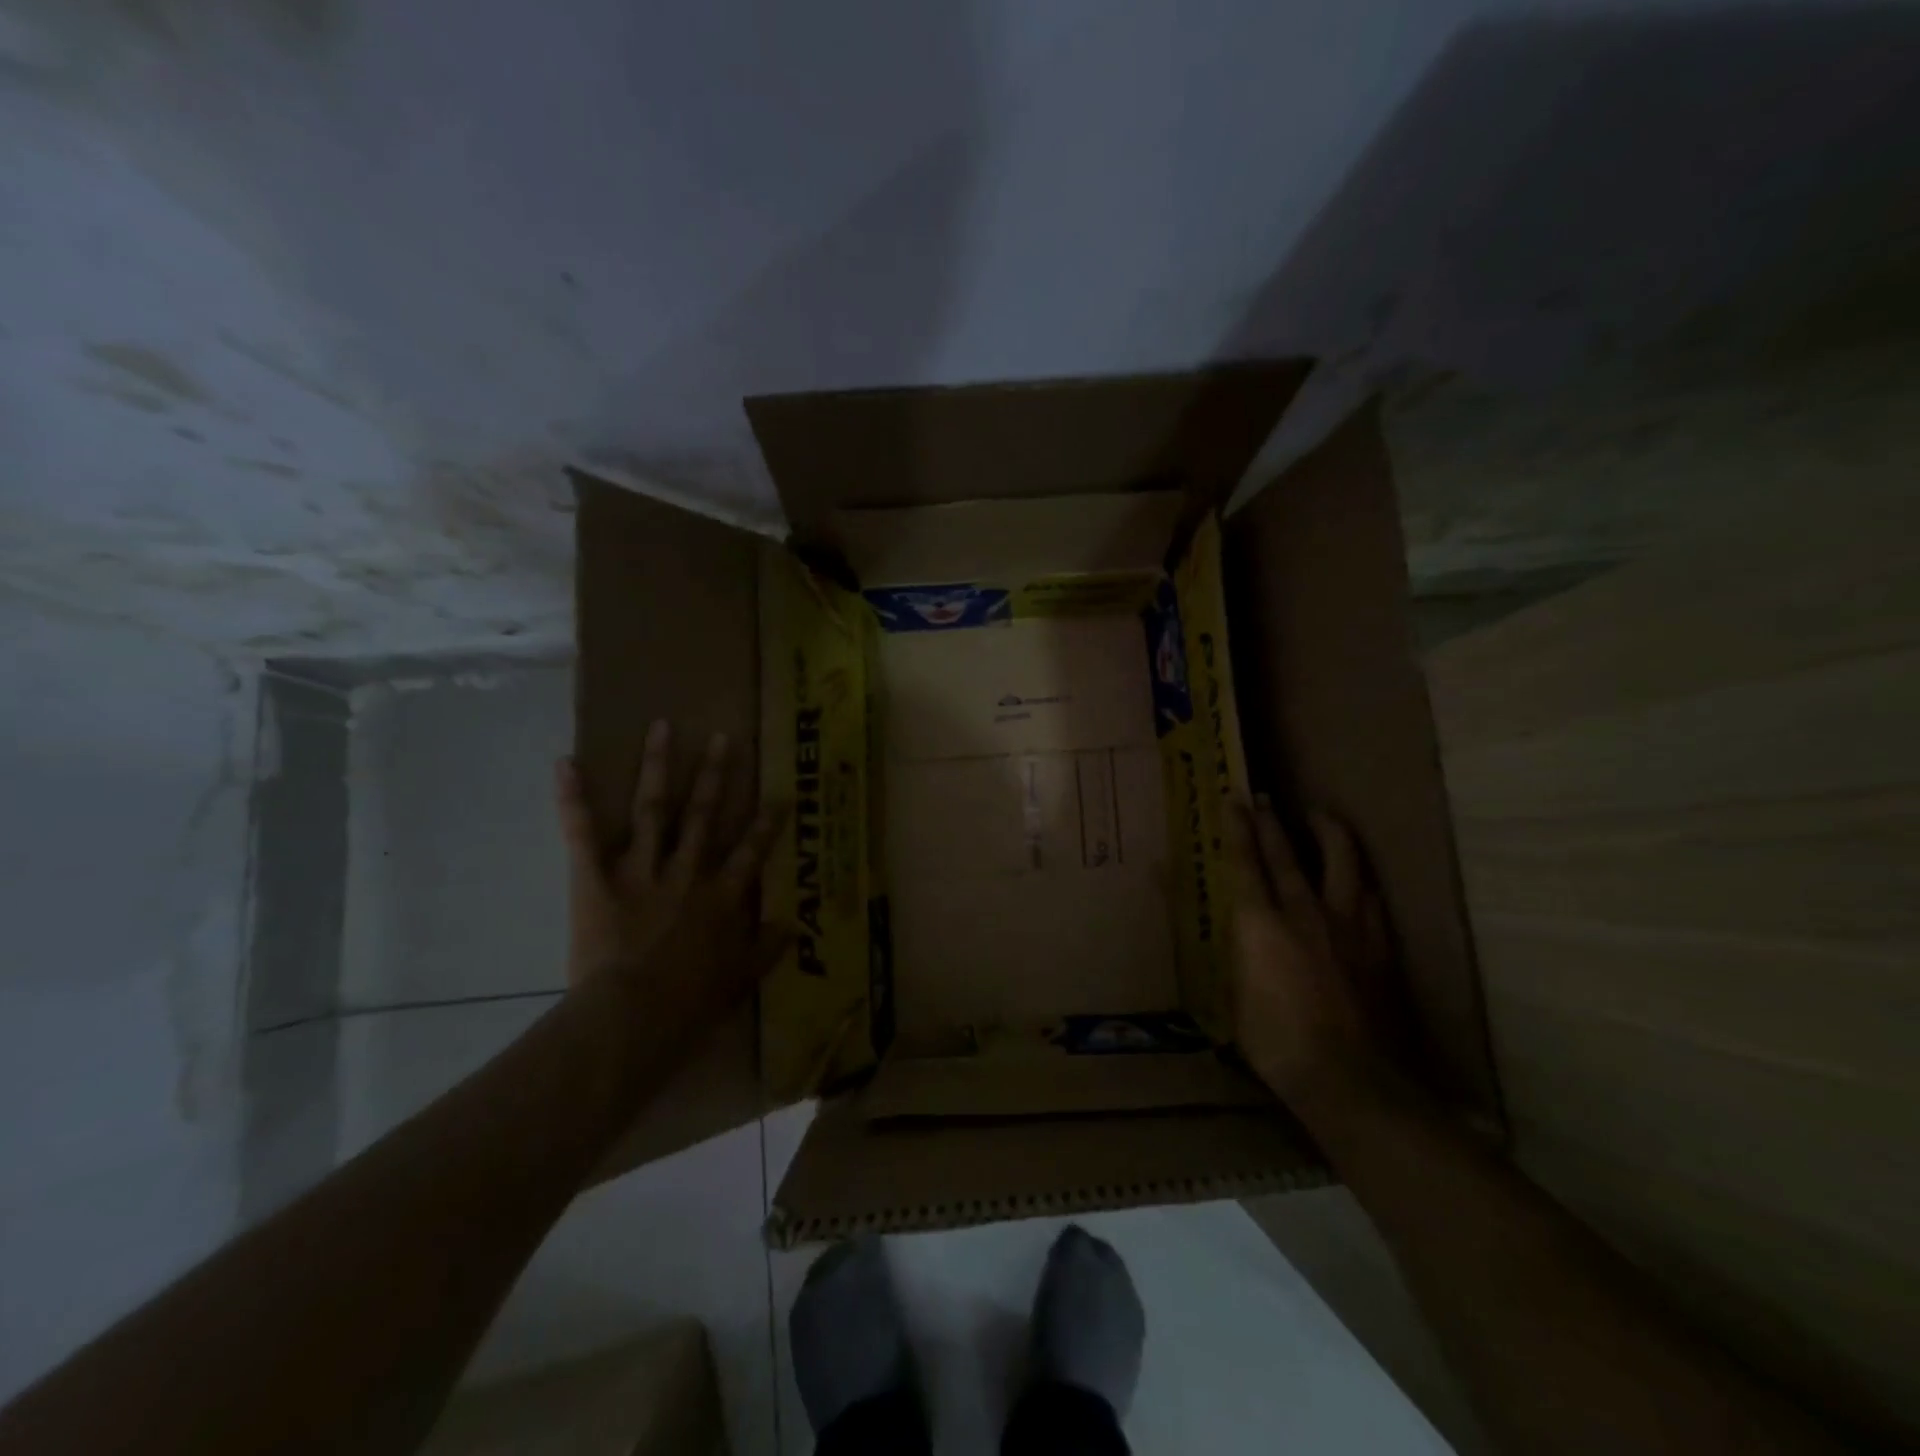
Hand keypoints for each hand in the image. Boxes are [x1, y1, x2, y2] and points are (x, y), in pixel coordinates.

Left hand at [555, 720, 787, 1041]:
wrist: (633, 1016)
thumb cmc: (688, 1003)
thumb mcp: (739, 980)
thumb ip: (766, 949)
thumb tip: (793, 925)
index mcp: (721, 897)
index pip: (749, 851)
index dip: (766, 823)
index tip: (780, 795)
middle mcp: (687, 872)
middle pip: (703, 815)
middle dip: (714, 775)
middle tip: (722, 738)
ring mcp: (641, 870)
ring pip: (654, 809)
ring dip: (658, 766)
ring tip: (661, 727)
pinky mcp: (596, 878)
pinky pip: (583, 833)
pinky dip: (573, 798)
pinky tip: (566, 762)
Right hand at [1228, 795, 1406, 1112]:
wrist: (1352, 1080)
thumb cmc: (1276, 1044)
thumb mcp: (1232, 1000)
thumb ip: (1226, 954)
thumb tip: (1212, 929)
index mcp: (1261, 925)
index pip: (1246, 864)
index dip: (1238, 829)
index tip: (1234, 800)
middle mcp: (1304, 912)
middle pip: (1288, 854)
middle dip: (1272, 823)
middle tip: (1264, 798)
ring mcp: (1349, 926)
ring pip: (1343, 862)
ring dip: (1328, 833)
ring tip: (1321, 815)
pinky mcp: (1380, 945)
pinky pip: (1369, 896)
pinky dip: (1358, 877)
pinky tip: (1357, 876)